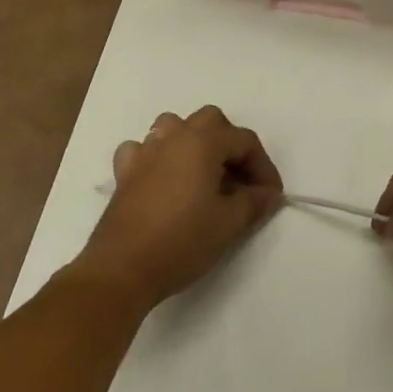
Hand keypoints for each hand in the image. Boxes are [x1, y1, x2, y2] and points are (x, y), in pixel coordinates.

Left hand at [78, 106, 283, 308]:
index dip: (263, 167)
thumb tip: (267, 194)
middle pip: (211, 122)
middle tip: (240, 179)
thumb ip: (254, 202)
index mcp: (203, 141)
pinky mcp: (124, 173)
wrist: (122, 269)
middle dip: (231, 145)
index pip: (244, 141)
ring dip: (194, 142)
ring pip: (174, 127)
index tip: (271, 196)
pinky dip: (157, 157)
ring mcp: (145, 152)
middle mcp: (174, 137)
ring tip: (204, 173)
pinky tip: (163, 179)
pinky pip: (144, 150)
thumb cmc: (182, 241)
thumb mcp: (229, 224)